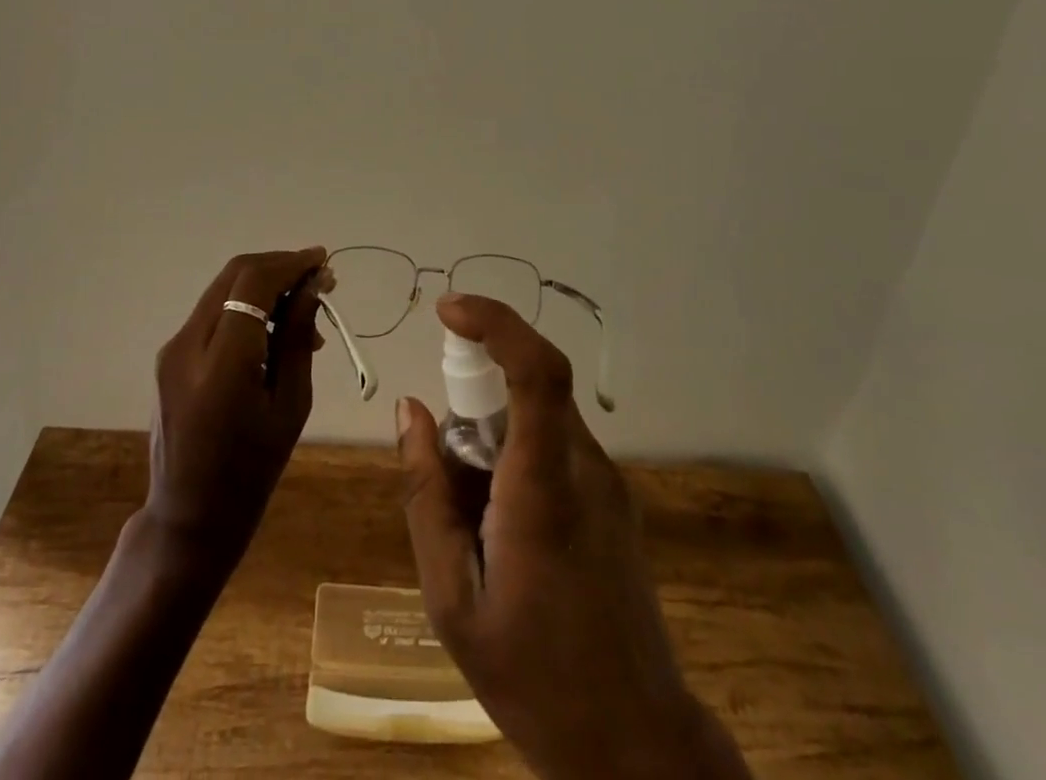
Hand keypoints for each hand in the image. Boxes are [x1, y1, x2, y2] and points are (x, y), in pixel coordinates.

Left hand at [144, 247, 332, 569]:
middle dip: (279, 267)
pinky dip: (245, 305)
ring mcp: (172, 348)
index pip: (253, 283)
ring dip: (264, 285)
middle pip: (235, 275)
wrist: (189, 517)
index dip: (290, 264)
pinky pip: (213, 312)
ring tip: (304, 310)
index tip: (323, 262)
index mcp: (221, 363)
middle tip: (318, 280)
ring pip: (222, 288)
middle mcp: (187, 344)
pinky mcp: (170, 355)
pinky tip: (273, 329)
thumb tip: (313, 287)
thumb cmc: (251, 471)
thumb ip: (297, 338)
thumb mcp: (289, 406)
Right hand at [396, 294, 750, 779]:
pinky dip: (515, 455)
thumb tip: (410, 409)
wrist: (635, 746)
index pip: (536, 369)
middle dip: (474, 394)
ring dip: (492, 433)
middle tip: (445, 463)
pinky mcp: (613, 498)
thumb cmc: (532, 677)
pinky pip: (553, 444)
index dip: (495, 321)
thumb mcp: (451, 597)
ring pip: (538, 415)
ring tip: (472, 517)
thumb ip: (425, 493)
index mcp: (544, 488)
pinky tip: (502, 529)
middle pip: (529, 386)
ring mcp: (607, 482)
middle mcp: (584, 467)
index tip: (447, 309)